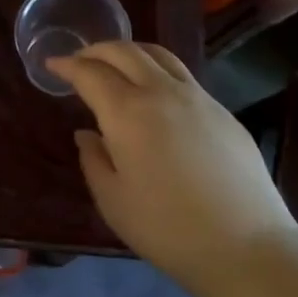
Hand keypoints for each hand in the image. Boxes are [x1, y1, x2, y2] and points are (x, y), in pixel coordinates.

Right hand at [48, 42, 297, 292]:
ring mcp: (199, 98)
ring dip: (130, 52)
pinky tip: (155, 94)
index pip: (90, 73)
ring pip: (159, 55)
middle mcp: (162, 92)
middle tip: (79, 60)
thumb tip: (88, 134)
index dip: (68, 66)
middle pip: (125, 52)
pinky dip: (157, 71)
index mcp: (127, 112)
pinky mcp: (223, 112)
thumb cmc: (166, 228)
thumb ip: (93, 159)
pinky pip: (183, 77)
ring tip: (116, 65)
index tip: (52, 65)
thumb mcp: (112, 200)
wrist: (244, 246)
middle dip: (96, 50)